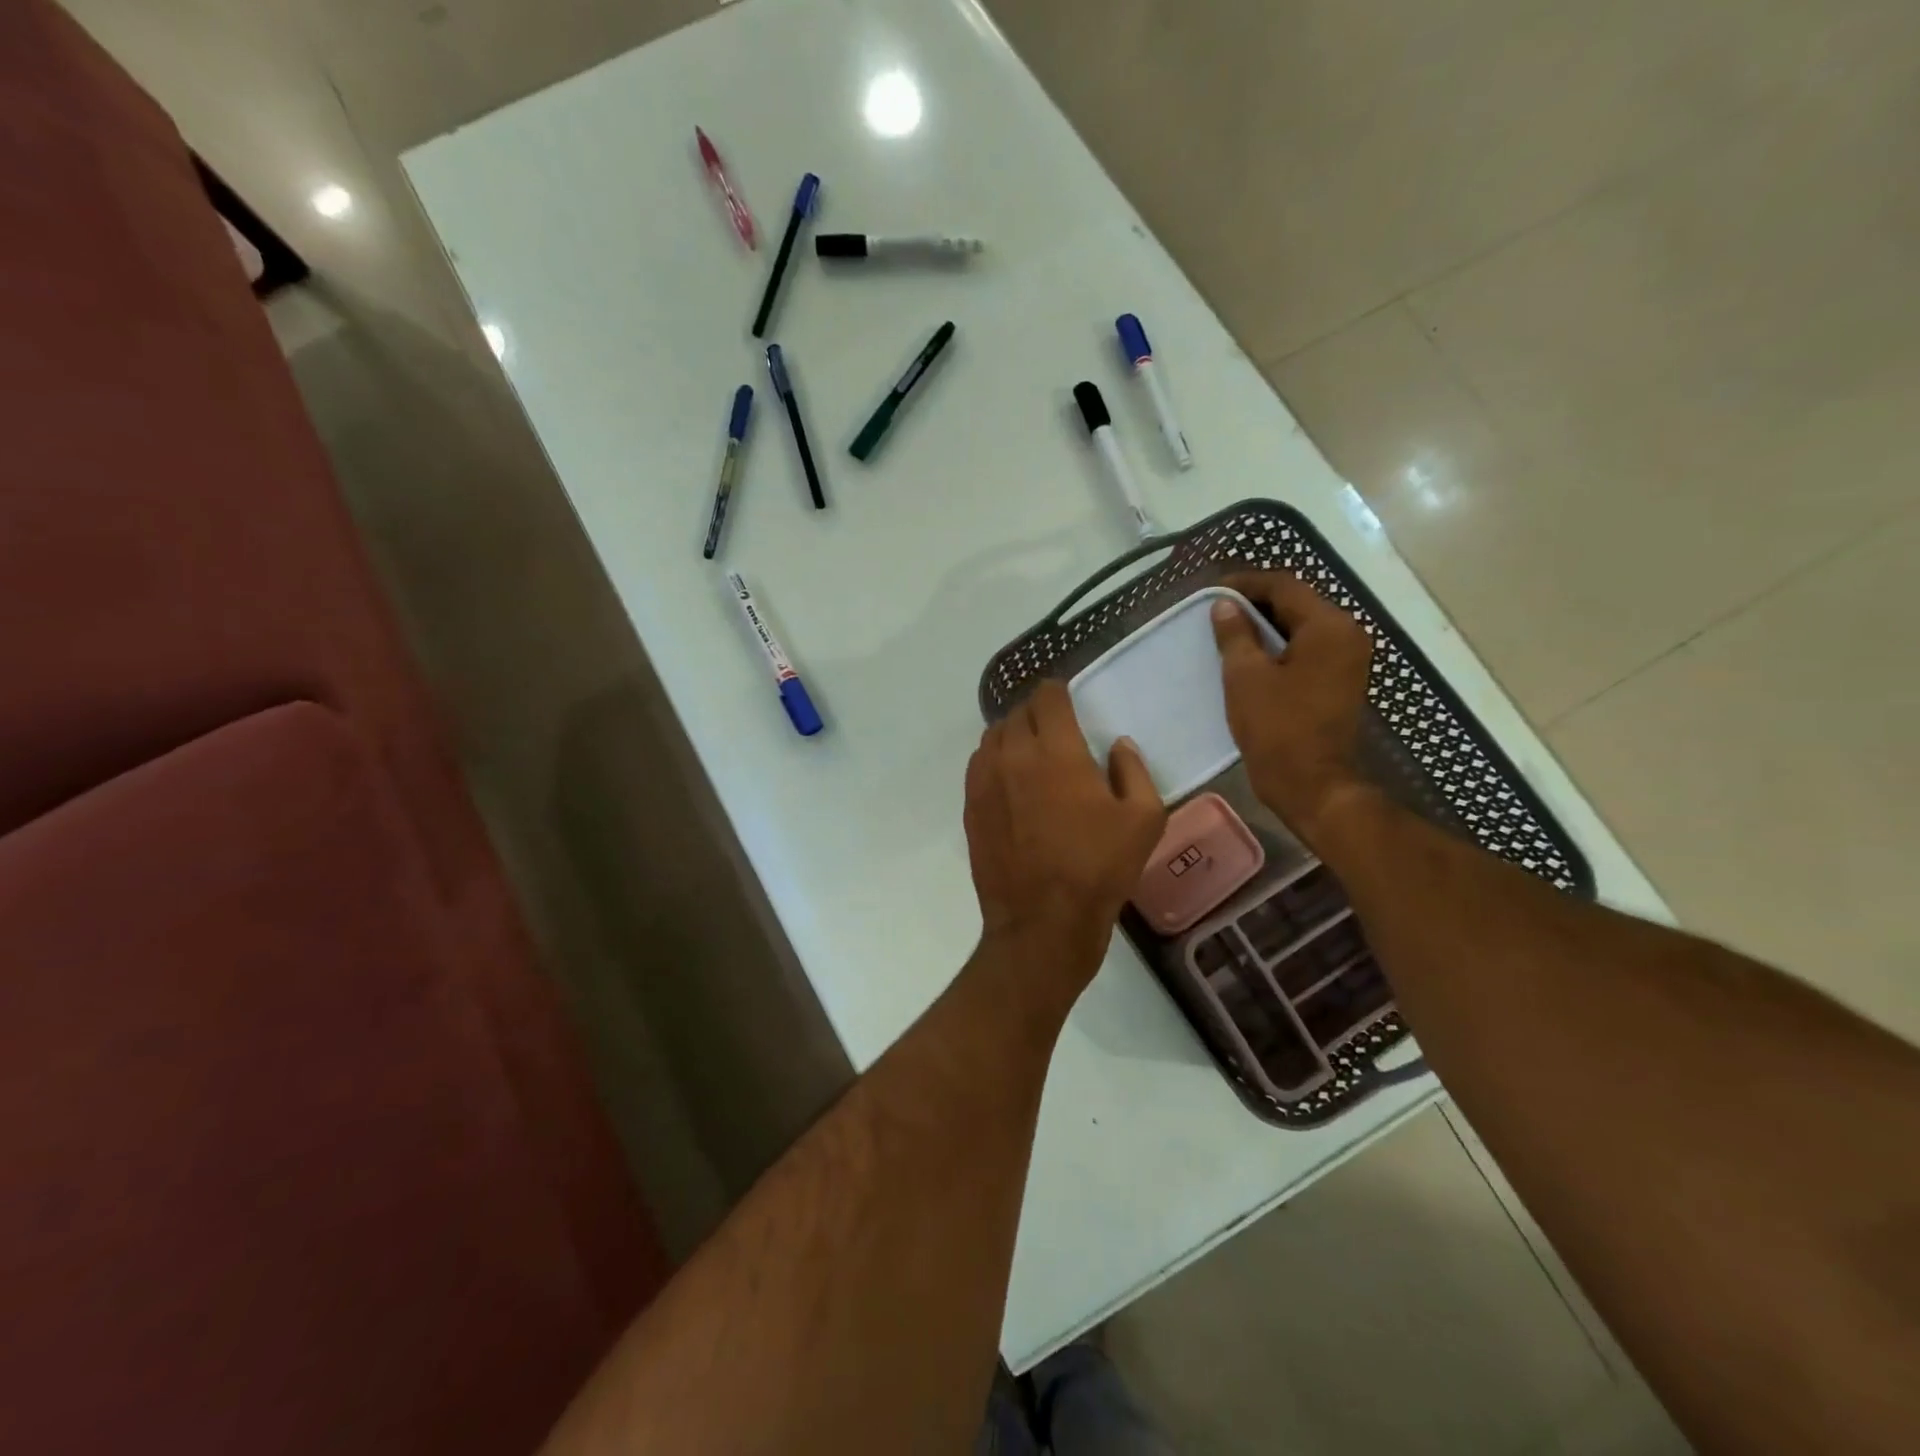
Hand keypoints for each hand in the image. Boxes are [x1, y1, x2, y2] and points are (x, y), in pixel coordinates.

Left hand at [964, 681, 1166, 997]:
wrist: (1043, 920)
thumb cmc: (1099, 868)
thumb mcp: (1142, 819)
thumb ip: (1133, 771)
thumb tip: (1119, 746)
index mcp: (1057, 751)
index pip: (1047, 697)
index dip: (1057, 691)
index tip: (1067, 698)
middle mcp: (1014, 755)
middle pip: (1017, 713)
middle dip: (1036, 711)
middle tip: (1054, 726)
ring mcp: (985, 781)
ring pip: (992, 736)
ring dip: (1012, 733)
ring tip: (1030, 749)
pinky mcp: (971, 806)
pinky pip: (978, 765)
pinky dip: (993, 759)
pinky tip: (1009, 778)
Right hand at [1211, 572, 1374, 846]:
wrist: (1311, 784)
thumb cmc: (1277, 727)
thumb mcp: (1246, 676)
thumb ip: (1236, 634)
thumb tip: (1225, 605)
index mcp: (1329, 626)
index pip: (1285, 586)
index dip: (1246, 583)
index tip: (1212, 591)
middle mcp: (1347, 634)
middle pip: (1298, 603)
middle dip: (1256, 603)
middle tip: (1216, 610)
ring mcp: (1349, 659)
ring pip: (1302, 627)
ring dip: (1266, 626)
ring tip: (1228, 632)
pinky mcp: (1341, 681)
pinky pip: (1308, 649)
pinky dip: (1280, 646)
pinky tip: (1250, 657)